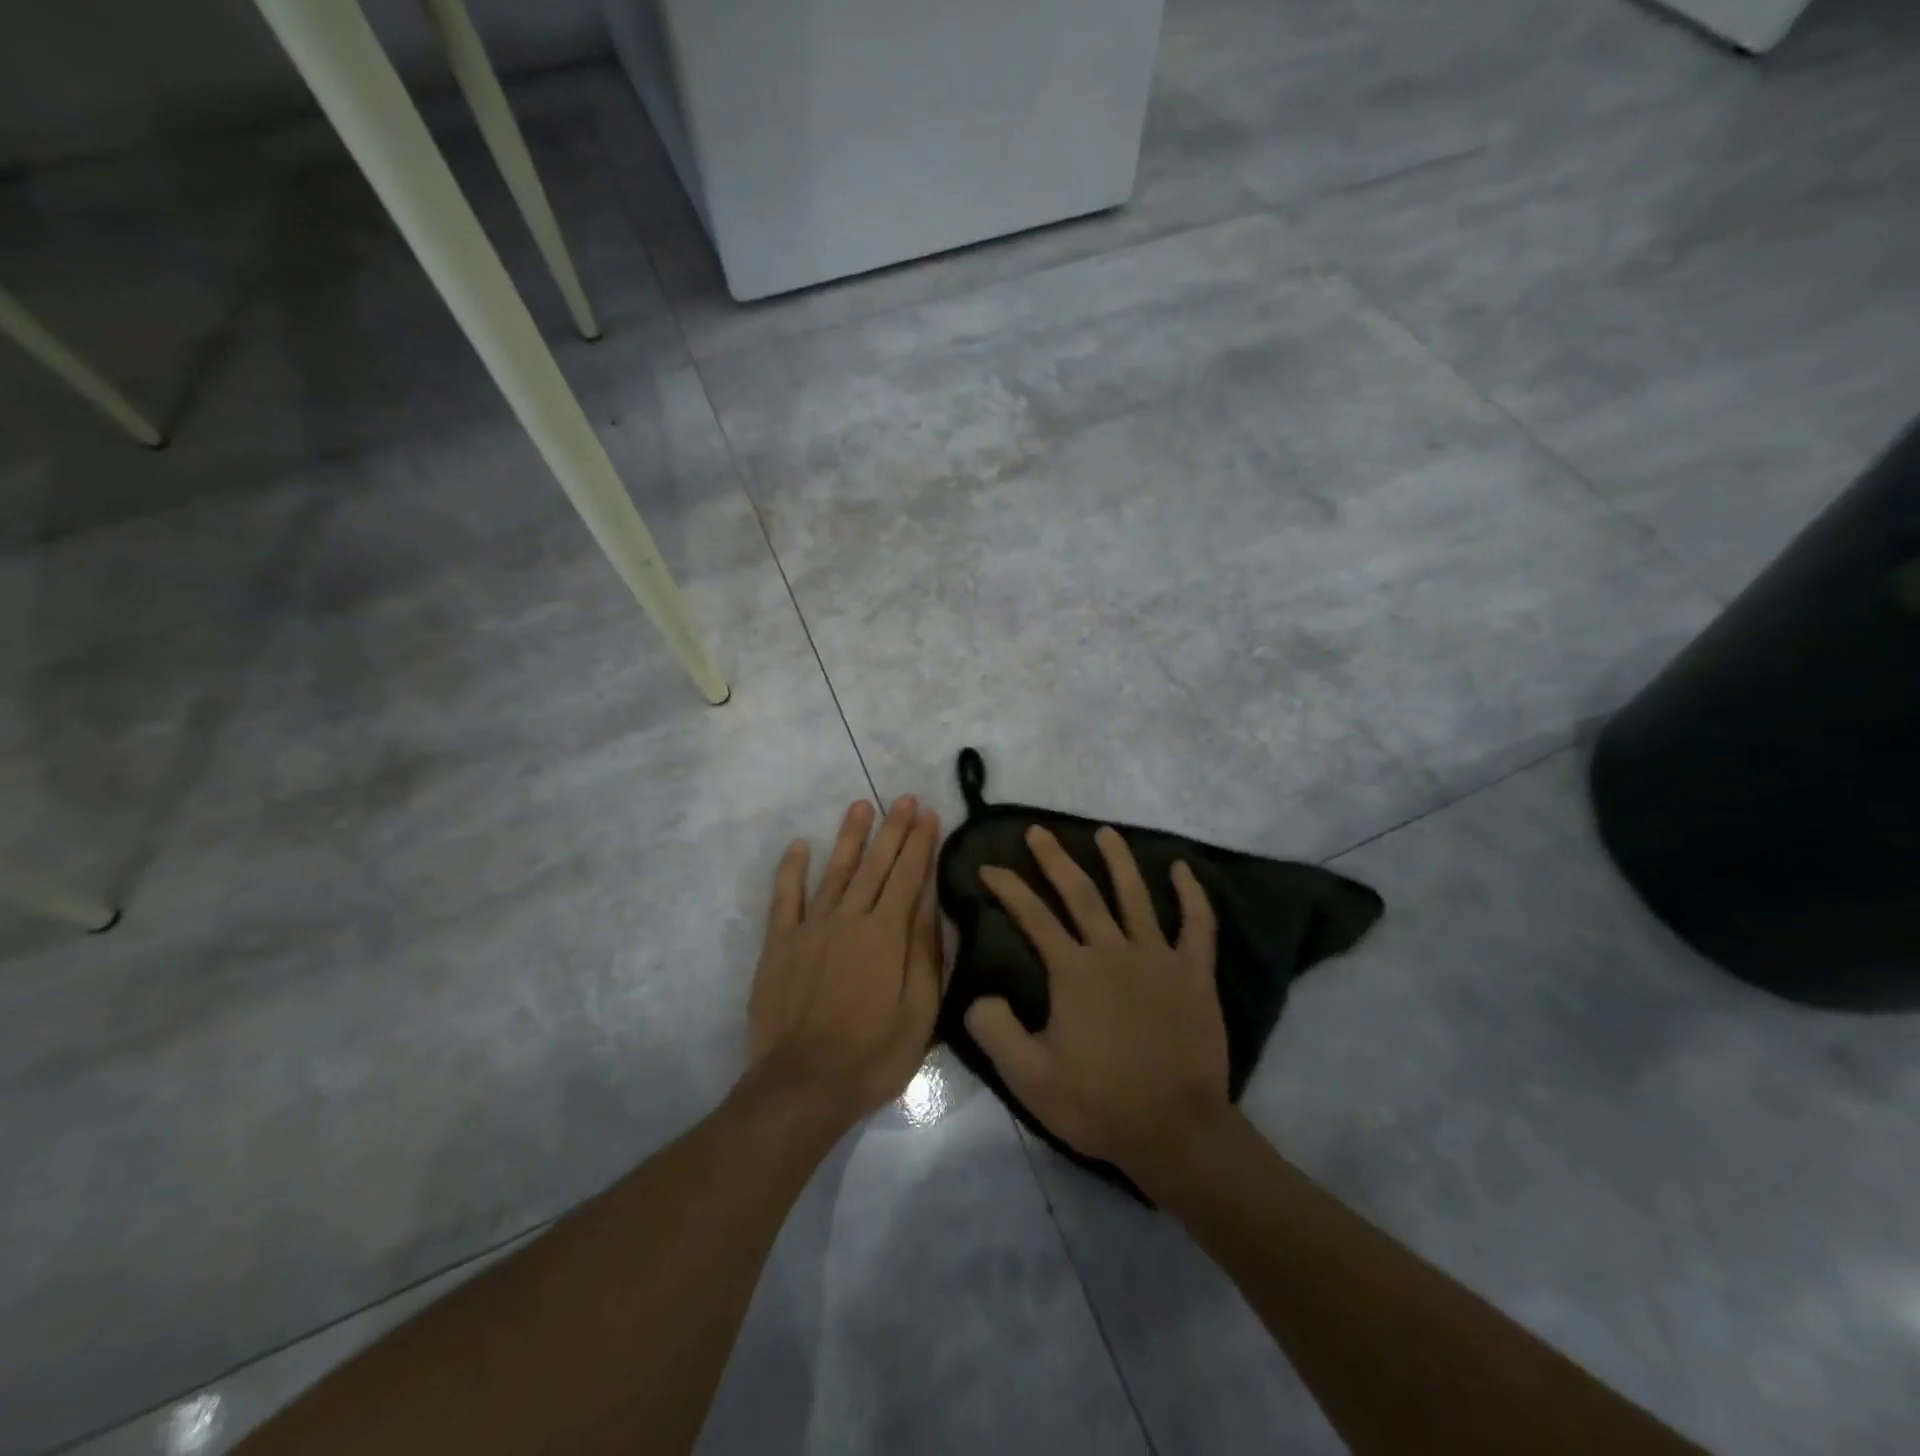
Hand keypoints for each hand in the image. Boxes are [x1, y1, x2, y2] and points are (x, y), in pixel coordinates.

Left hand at [747, 796, 942, 1127]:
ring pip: (835, 870)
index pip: (908, 877)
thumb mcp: (920, 1013)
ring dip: (849, 836)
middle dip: (893, 829)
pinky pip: (785, 897)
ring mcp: (810, 928)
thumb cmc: (872, 1055)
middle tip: (904, 798)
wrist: (802, 1085)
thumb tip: (930, 904)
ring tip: (861, 805)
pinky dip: (792, 869)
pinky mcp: (780, 943)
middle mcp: (849, 919)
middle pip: (875, 865)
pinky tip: (799, 845)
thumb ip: (926, 954)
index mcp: (886, 935)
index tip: (929, 814)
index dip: (920, 843)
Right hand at [965, 825, 1228, 1176]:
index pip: (1033, 917)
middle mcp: (1114, 951)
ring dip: (1118, 860)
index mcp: (1074, 971)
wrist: (1175, 1130)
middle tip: (1038, 831)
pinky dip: (1192, 894)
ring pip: (1136, 896)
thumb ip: (995, 1032)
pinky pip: (1198, 925)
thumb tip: (978, 995)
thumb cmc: (1099, 1103)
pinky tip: (1182, 869)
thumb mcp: (1029, 1079)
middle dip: (1055, 859)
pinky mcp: (1194, 973)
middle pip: (1081, 893)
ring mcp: (1159, 958)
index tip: (988, 867)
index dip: (1008, 888)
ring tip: (1105, 831)